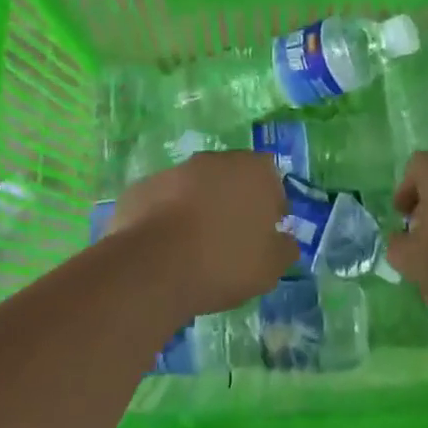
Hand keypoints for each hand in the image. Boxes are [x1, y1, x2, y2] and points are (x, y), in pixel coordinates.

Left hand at [108, 151, 293, 317]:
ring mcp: (174, 170)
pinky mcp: (143, 187)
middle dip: (233, 202)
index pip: (271, 179)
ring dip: (198, 208)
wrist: (154, 267)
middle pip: (231, 178)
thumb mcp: (270, 267)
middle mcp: (215, 160)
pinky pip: (164, 201)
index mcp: (253, 171)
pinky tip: (166, 248)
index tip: (264, 234)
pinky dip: (167, 217)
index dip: (270, 206)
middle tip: (231, 240)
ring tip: (195, 247)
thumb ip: (284, 248)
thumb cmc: (224, 262)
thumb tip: (285, 240)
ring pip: (195, 187)